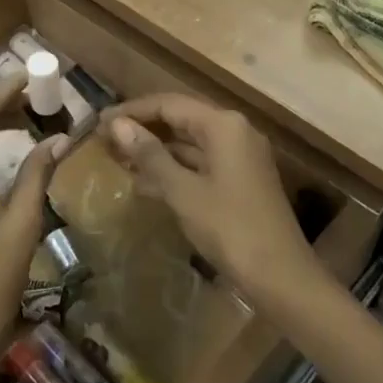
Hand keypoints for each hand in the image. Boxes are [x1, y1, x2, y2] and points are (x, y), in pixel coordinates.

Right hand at [102, 95, 314, 300]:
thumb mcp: (183, 191)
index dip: (132, 111)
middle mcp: (234, 131)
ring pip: (188, 143)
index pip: (168, 104)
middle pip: (179, 119)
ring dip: (155, 151)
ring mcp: (239, 156)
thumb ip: (150, 155)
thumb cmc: (230, 229)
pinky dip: (173, 170)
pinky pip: (199, 163)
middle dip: (142, 129)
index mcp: (223, 125)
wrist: (282, 279)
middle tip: (105, 141)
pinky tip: (144, 185)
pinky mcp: (240, 180)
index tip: (99, 122)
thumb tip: (117, 125)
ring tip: (117, 161)